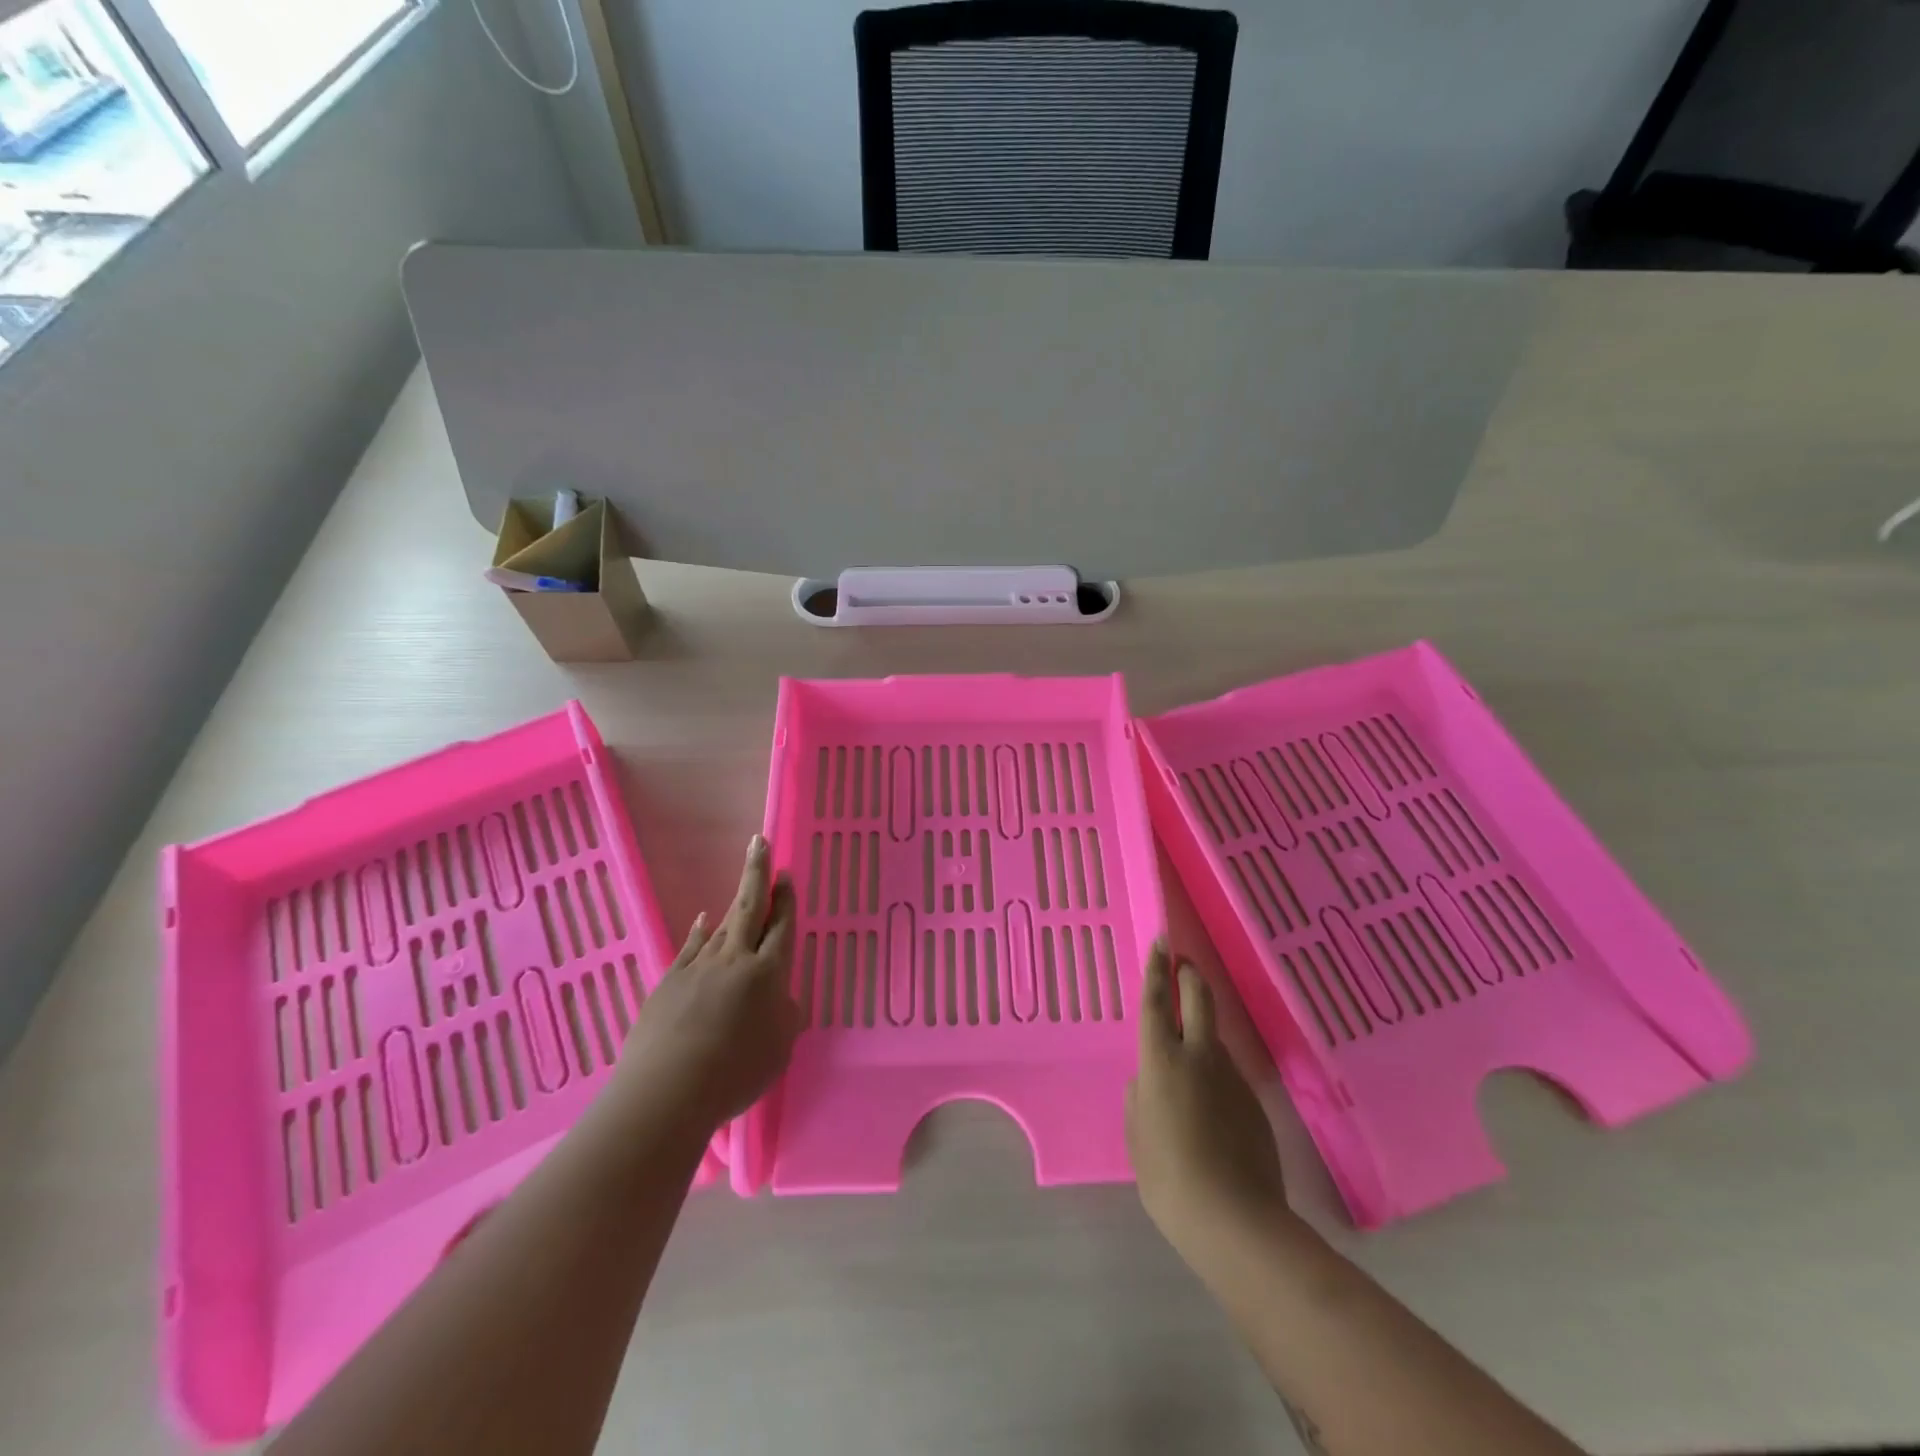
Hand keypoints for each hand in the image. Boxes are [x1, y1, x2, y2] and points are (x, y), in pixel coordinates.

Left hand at [613, 835, 801, 1135]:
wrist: (667, 1090)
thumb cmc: (735, 1073)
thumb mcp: (778, 1049)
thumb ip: (784, 1017)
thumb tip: (779, 999)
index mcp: (768, 973)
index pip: (781, 927)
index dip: (785, 900)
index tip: (785, 876)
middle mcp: (735, 959)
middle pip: (749, 908)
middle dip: (757, 874)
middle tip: (760, 843)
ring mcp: (698, 966)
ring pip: (721, 926)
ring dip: (734, 905)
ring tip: (743, 887)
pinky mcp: (669, 981)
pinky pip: (691, 946)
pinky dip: (700, 931)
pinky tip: (702, 921)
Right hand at [1127, 942, 1291, 1256]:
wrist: (1235, 1220)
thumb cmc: (1168, 1177)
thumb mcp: (1137, 1134)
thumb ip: (1141, 1096)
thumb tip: (1152, 1080)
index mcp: (1161, 1060)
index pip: (1158, 1002)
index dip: (1158, 969)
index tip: (1161, 943)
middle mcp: (1200, 1057)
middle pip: (1200, 999)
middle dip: (1192, 976)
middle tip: (1185, 965)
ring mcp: (1233, 1078)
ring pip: (1216, 1039)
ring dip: (1204, 1033)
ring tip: (1189, 1059)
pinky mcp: (1255, 1103)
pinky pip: (1229, 1075)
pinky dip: (1216, 1074)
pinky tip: (1209, 1107)